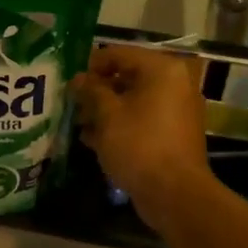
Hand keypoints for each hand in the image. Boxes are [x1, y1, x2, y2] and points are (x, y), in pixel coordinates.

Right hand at [71, 45, 211, 226]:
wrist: (174, 193)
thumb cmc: (138, 144)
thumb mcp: (107, 114)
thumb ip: (91, 91)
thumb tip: (78, 79)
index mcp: (162, 69)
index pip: (118, 54)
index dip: (91, 66)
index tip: (70, 83)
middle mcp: (175, 83)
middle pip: (127, 77)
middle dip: (97, 91)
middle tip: (73, 105)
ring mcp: (177, 110)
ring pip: (134, 101)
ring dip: (106, 110)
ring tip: (80, 126)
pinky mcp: (174, 134)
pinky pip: (143, 120)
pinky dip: (121, 125)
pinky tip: (95, 140)